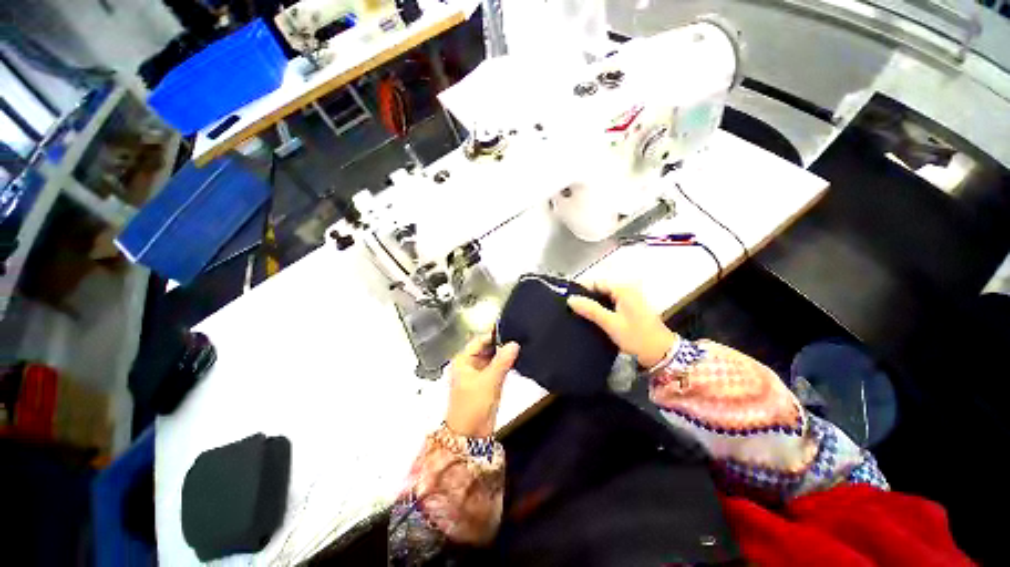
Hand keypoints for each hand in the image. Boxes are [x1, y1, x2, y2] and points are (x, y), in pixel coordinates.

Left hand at [445, 335, 520, 437]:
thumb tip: (514, 344)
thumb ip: (502, 361)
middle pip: (486, 348)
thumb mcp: (489, 381)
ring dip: (503, 353)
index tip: (510, 327)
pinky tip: (515, 358)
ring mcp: (478, 373)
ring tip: (519, 343)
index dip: (493, 334)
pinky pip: (496, 367)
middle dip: (500, 343)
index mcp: (463, 360)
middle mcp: (469, 364)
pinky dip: (504, 363)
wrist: (471, 436)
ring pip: (492, 357)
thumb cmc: (473, 407)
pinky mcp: (486, 382)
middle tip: (518, 335)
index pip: (479, 340)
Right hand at [567, 282, 676, 368]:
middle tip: (570, 307)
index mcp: (623, 288)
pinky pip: (611, 303)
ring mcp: (630, 298)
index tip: (566, 298)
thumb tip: (571, 299)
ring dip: (593, 304)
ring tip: (577, 312)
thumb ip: (590, 309)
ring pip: (605, 296)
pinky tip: (592, 317)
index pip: (596, 282)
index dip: (581, 289)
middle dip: (586, 297)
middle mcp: (627, 289)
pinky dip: (601, 308)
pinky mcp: (631, 308)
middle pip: (600, 288)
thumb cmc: (637, 337)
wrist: (662, 354)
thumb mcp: (611, 323)